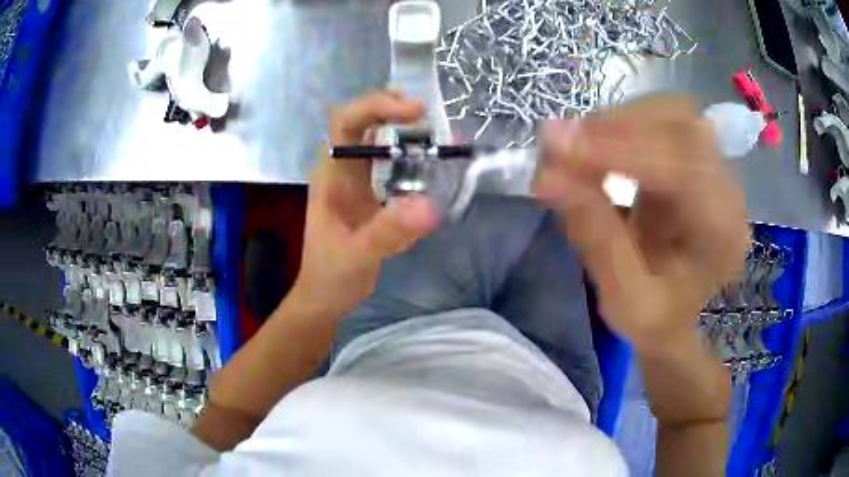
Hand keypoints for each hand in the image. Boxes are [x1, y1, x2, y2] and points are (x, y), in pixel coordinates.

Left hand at [291, 91, 438, 314]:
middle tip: (433, 116)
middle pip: (364, 121)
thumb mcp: (357, 256)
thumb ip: (388, 232)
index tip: (414, 110)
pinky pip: (391, 162)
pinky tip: (433, 160)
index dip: (377, 106)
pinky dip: (413, 155)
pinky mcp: (369, 192)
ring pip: (378, 138)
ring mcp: (355, 179)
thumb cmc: (332, 276)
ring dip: (407, 130)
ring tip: (440, 134)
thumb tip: (429, 206)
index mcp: (331, 175)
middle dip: (395, 110)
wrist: (325, 296)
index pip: (345, 121)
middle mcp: (342, 169)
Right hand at [535, 94, 749, 349]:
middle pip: (681, 126)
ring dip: (618, 122)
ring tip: (573, 145)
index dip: (621, 151)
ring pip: (671, 113)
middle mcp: (728, 191)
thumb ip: (596, 238)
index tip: (557, 147)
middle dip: (616, 129)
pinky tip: (596, 143)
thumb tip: (549, 176)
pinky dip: (623, 124)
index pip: (682, 170)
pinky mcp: (696, 157)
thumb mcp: (625, 300)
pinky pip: (662, 120)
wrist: (677, 317)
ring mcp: (714, 168)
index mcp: (723, 235)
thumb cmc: (657, 321)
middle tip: (558, 143)